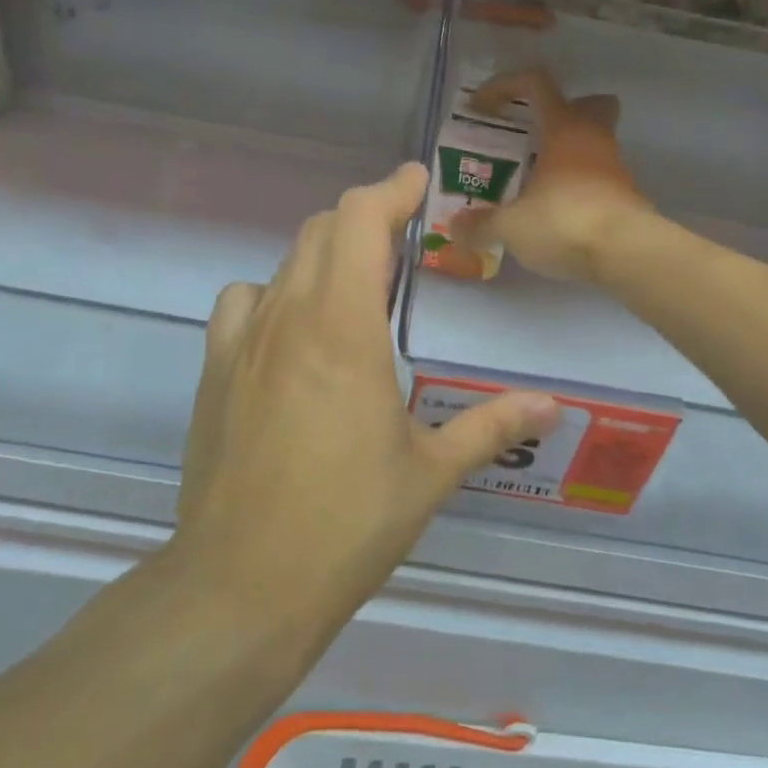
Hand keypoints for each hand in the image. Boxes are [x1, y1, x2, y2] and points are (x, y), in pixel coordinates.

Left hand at [175, 162, 560, 626]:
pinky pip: (243, 302)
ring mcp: (242, 343)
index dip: (391, 189)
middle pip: (321, 229)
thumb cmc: (346, 524)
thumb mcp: (430, 473)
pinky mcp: (214, 372)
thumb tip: (553, 406)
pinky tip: (294, 334)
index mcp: (344, 329)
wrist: (241, 585)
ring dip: (324, 254)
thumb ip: (492, 425)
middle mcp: (288, 318)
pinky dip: (275, 293)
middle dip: (366, 218)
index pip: (360, 220)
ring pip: (283, 262)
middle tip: (405, 241)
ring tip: (355, 287)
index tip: (419, 182)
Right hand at [451, 68, 650, 283]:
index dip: (504, 86)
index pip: (536, 83)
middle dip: (561, 112)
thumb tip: (456, 228)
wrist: (626, 254)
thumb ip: (481, 225)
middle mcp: (594, 139)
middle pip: (588, 104)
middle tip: (532, 135)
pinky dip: (579, 187)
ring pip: (594, 143)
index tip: (480, 108)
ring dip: (568, 155)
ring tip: (535, 183)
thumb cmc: (565, 222)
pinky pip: (599, 179)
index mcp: (564, 129)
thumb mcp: (511, 226)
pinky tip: (557, 214)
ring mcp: (615, 167)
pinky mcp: (626, 198)